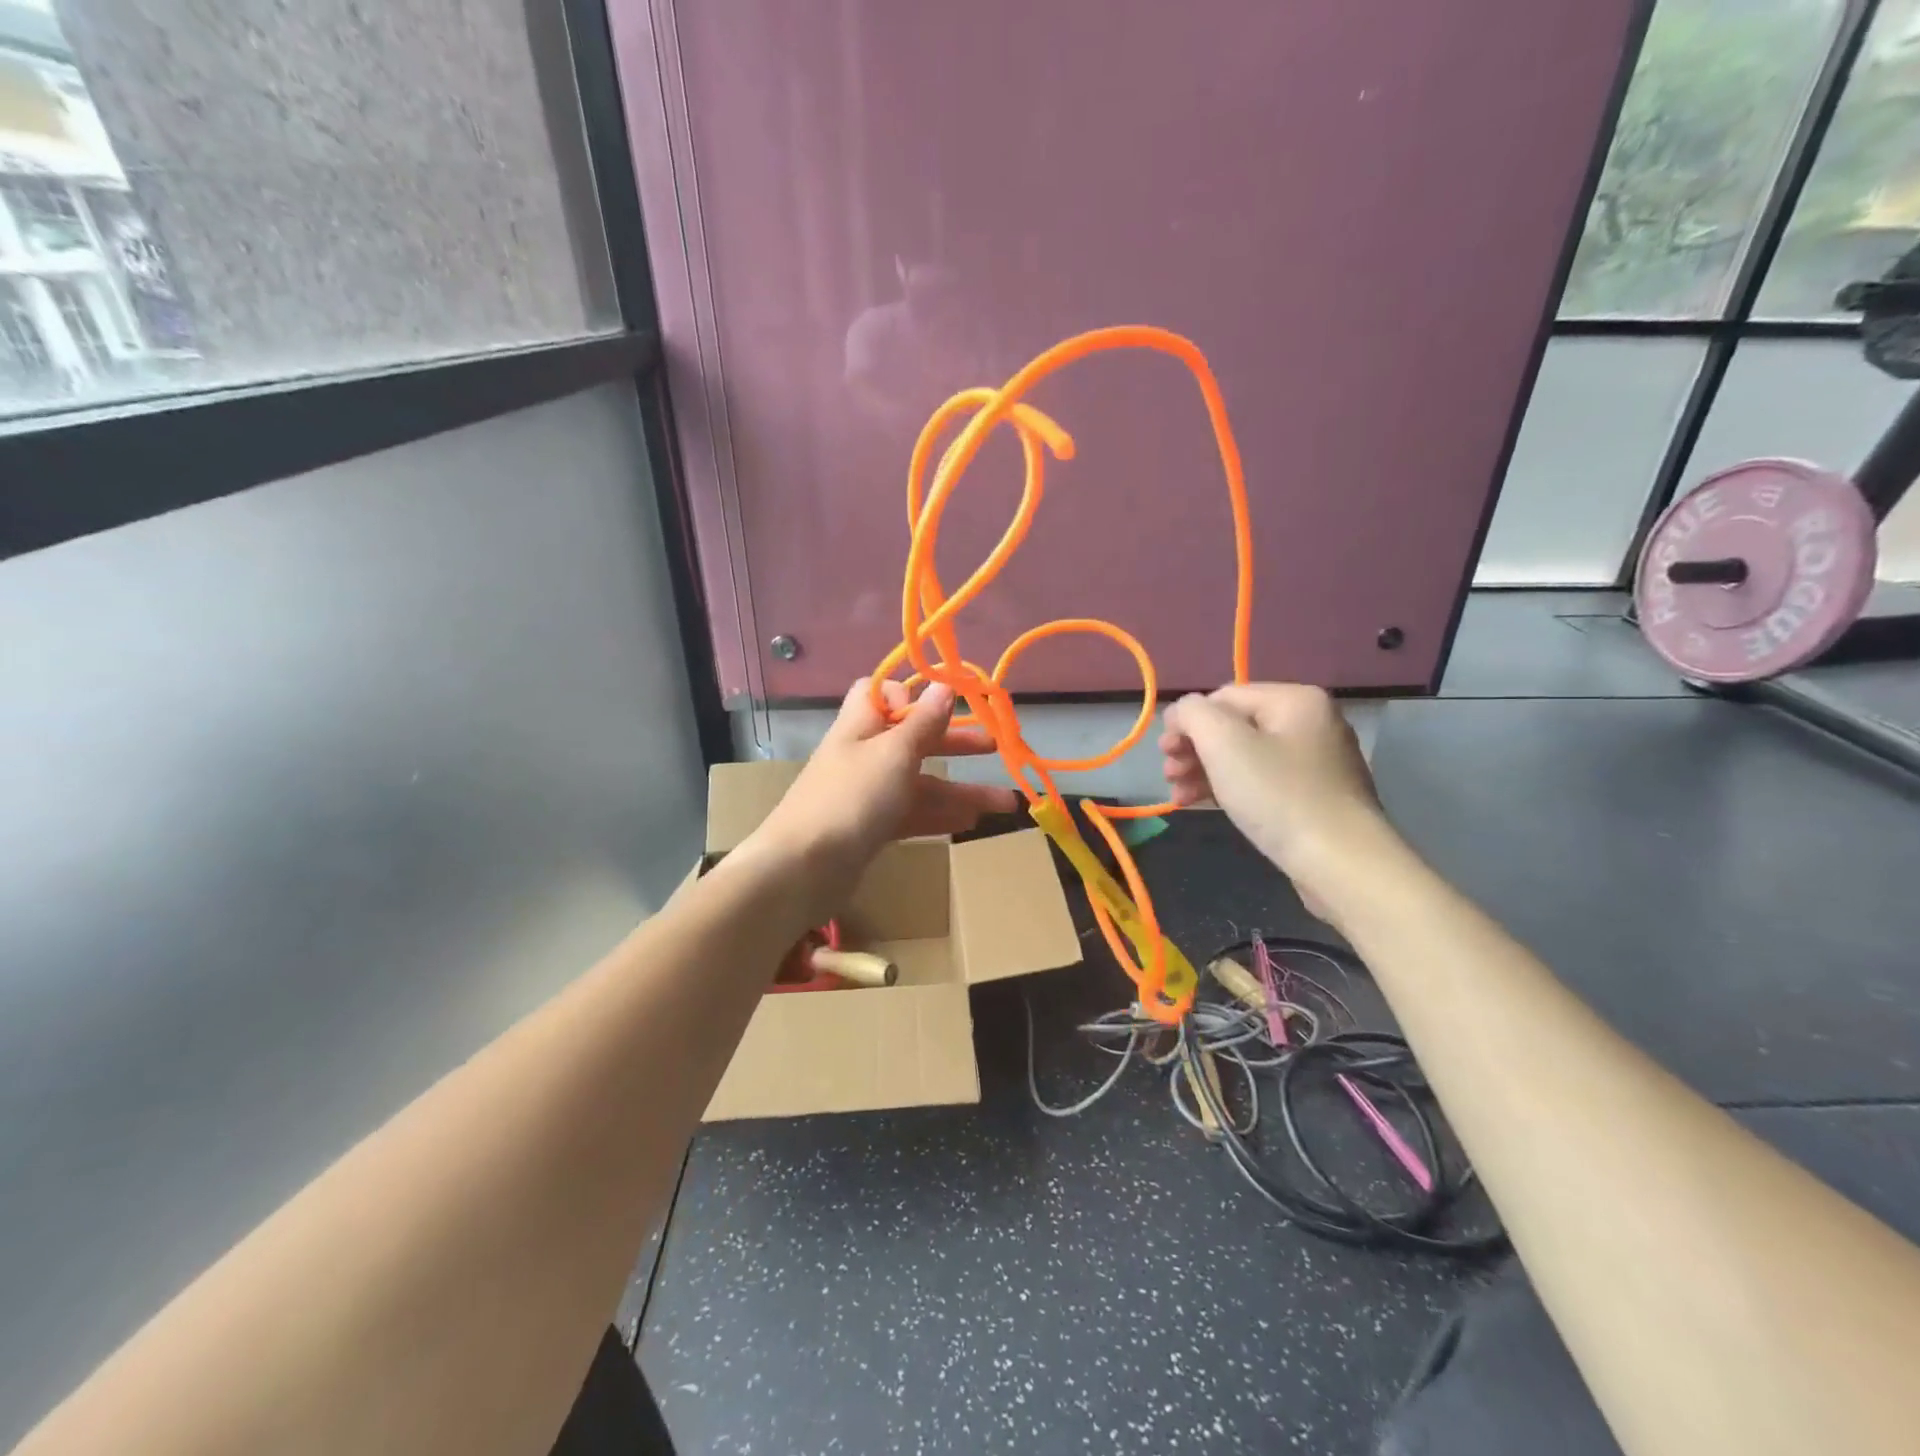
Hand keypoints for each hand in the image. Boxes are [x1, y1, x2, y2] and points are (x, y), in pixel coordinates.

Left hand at [750, 680, 1018, 903]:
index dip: (911, 693)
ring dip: (960, 790)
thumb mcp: (894, 753)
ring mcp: (868, 794)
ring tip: (1005, 803)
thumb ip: (924, 722)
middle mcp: (865, 754)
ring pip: (920, 783)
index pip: (881, 693)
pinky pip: (913, 814)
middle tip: (994, 747)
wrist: (803, 869)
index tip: (946, 701)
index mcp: (862, 725)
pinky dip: (940, 815)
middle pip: (914, 739)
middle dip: (954, 742)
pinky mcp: (872, 828)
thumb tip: (944, 685)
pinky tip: (971, 822)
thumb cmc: (852, 798)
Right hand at [1160, 684, 1392, 918]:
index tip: (1163, 751)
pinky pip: (1261, 782)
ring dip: (1204, 771)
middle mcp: (1310, 723)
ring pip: (1244, 757)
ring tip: (1178, 794)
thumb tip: (1183, 711)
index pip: (1223, 696)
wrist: (1341, 864)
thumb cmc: (1278, 795)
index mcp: (1295, 700)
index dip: (1187, 720)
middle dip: (1194, 748)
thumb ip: (1193, 714)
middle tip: (1168, 773)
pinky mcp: (1314, 798)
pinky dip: (1229, 788)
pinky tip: (1201, 804)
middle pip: (1234, 726)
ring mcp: (1315, 763)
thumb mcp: (1224, 743)